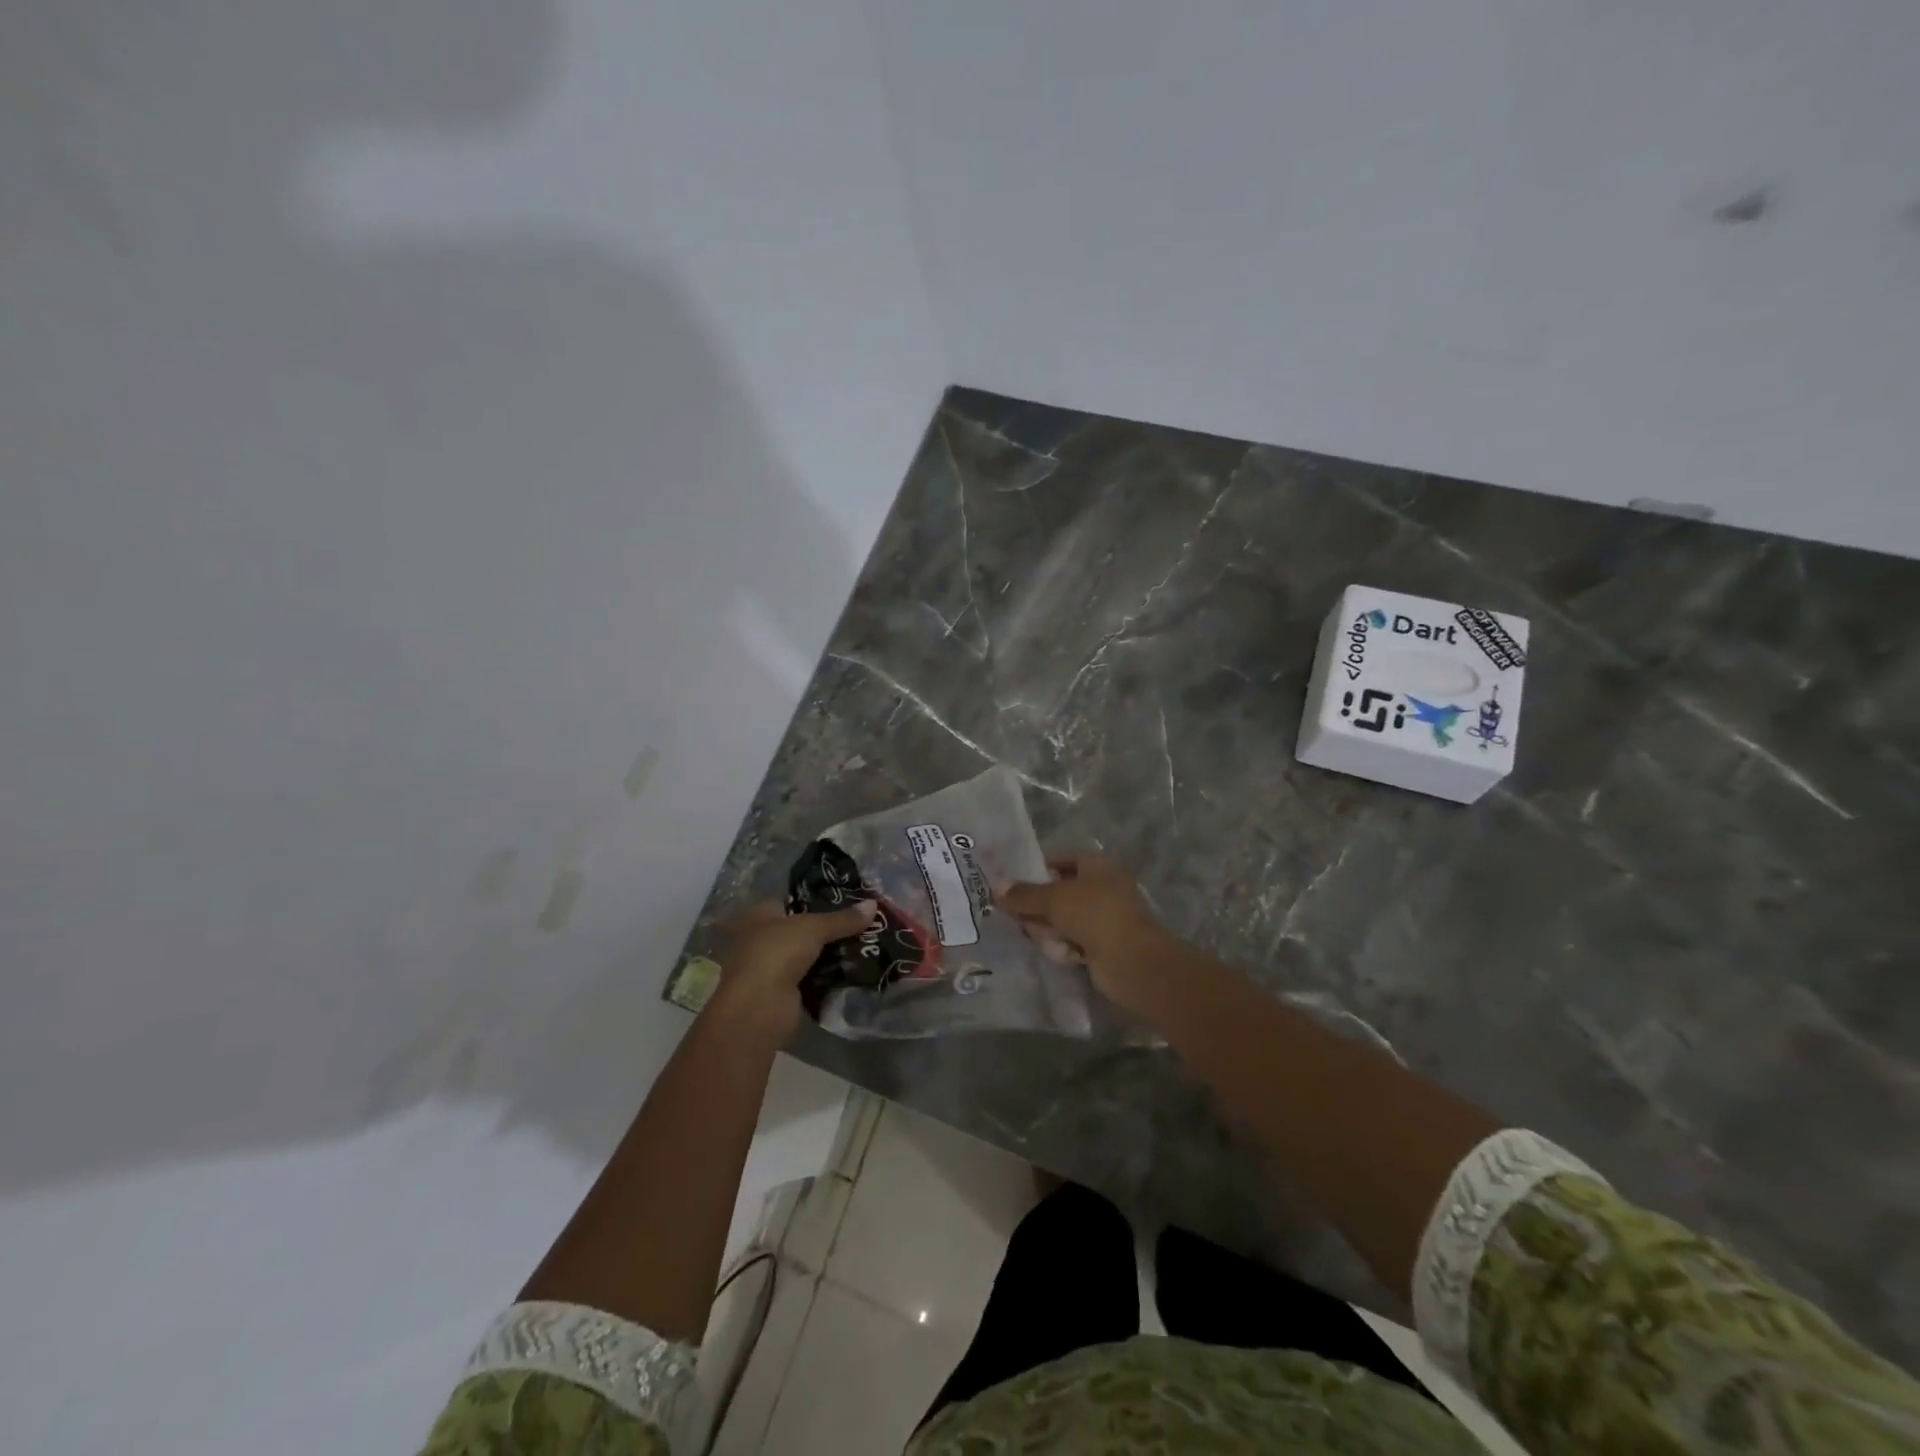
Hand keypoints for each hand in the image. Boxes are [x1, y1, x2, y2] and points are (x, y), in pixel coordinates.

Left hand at [708, 898, 876, 1040]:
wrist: (759, 1008)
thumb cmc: (778, 953)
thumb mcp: (814, 928)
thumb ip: (844, 918)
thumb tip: (874, 904)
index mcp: (762, 914)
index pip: (795, 901)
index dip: (821, 899)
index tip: (852, 900)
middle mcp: (763, 937)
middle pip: (805, 929)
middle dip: (832, 929)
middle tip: (866, 923)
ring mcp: (773, 966)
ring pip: (810, 954)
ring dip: (832, 953)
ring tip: (867, 944)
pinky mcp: (785, 991)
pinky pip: (813, 977)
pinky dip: (830, 976)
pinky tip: (855, 970)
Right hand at [1002, 855, 1169, 1017]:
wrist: (1132, 961)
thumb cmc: (1094, 914)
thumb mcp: (1053, 899)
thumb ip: (1024, 894)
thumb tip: (995, 888)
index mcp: (1098, 865)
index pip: (1062, 860)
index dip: (1037, 868)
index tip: (1012, 882)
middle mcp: (1103, 887)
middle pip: (1060, 891)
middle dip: (1038, 904)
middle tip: (1013, 913)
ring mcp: (1105, 918)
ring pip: (1065, 918)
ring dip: (1049, 927)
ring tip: (1035, 935)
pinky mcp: (1103, 945)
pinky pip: (1074, 940)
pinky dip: (1064, 946)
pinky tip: (1057, 952)